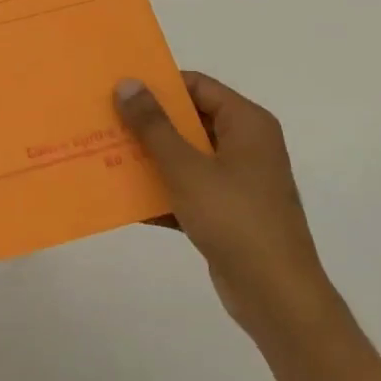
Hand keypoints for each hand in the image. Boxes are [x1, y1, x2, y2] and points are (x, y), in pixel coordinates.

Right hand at [115, 72, 335, 341]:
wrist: (276, 297)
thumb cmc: (234, 219)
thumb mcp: (186, 167)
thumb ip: (154, 125)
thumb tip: (128, 83)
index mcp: (246, 124)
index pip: (197, 86)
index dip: (159, 85)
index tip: (119, 89)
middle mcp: (246, 146)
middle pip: (189, 121)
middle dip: (147, 123)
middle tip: (104, 120)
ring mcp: (238, 182)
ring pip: (185, 157)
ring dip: (149, 158)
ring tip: (105, 154)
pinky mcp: (227, 213)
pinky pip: (188, 190)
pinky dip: (161, 192)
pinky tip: (123, 199)